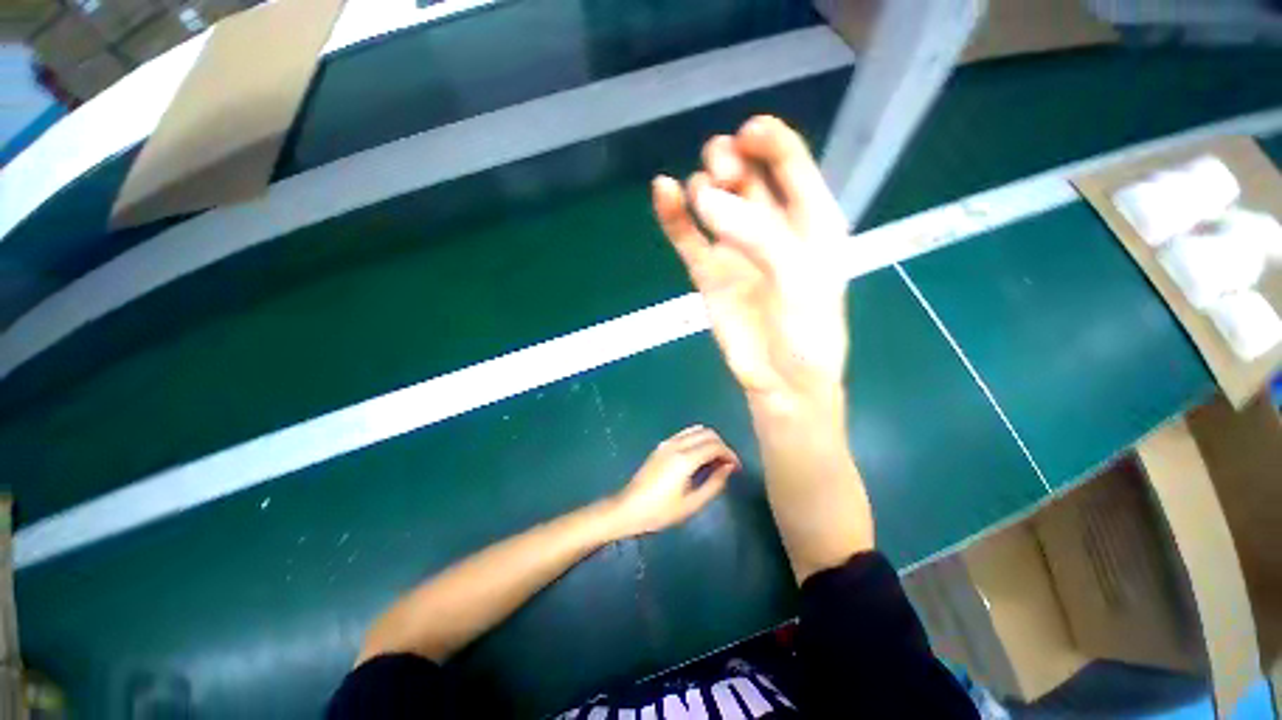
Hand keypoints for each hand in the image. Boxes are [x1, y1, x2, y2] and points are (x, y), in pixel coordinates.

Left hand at [608, 426, 739, 537]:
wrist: (629, 508)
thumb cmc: (660, 511)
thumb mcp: (691, 504)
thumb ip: (714, 484)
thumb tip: (729, 467)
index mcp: (685, 459)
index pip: (715, 446)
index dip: (730, 454)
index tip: (737, 467)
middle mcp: (677, 445)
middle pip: (707, 433)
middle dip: (721, 446)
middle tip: (727, 465)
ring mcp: (667, 442)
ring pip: (696, 430)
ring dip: (709, 441)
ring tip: (715, 461)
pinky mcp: (661, 445)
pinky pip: (685, 434)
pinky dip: (697, 439)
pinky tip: (699, 457)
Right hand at [651, 116, 849, 411]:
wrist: (780, 381)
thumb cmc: (806, 333)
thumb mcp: (800, 280)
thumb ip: (757, 236)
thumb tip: (702, 199)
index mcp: (810, 218)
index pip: (789, 161)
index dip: (768, 138)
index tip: (744, 136)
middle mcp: (771, 226)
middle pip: (747, 172)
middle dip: (731, 160)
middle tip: (722, 175)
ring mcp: (735, 248)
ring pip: (715, 199)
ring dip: (705, 185)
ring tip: (703, 200)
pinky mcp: (708, 271)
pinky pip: (687, 236)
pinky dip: (673, 213)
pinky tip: (662, 192)